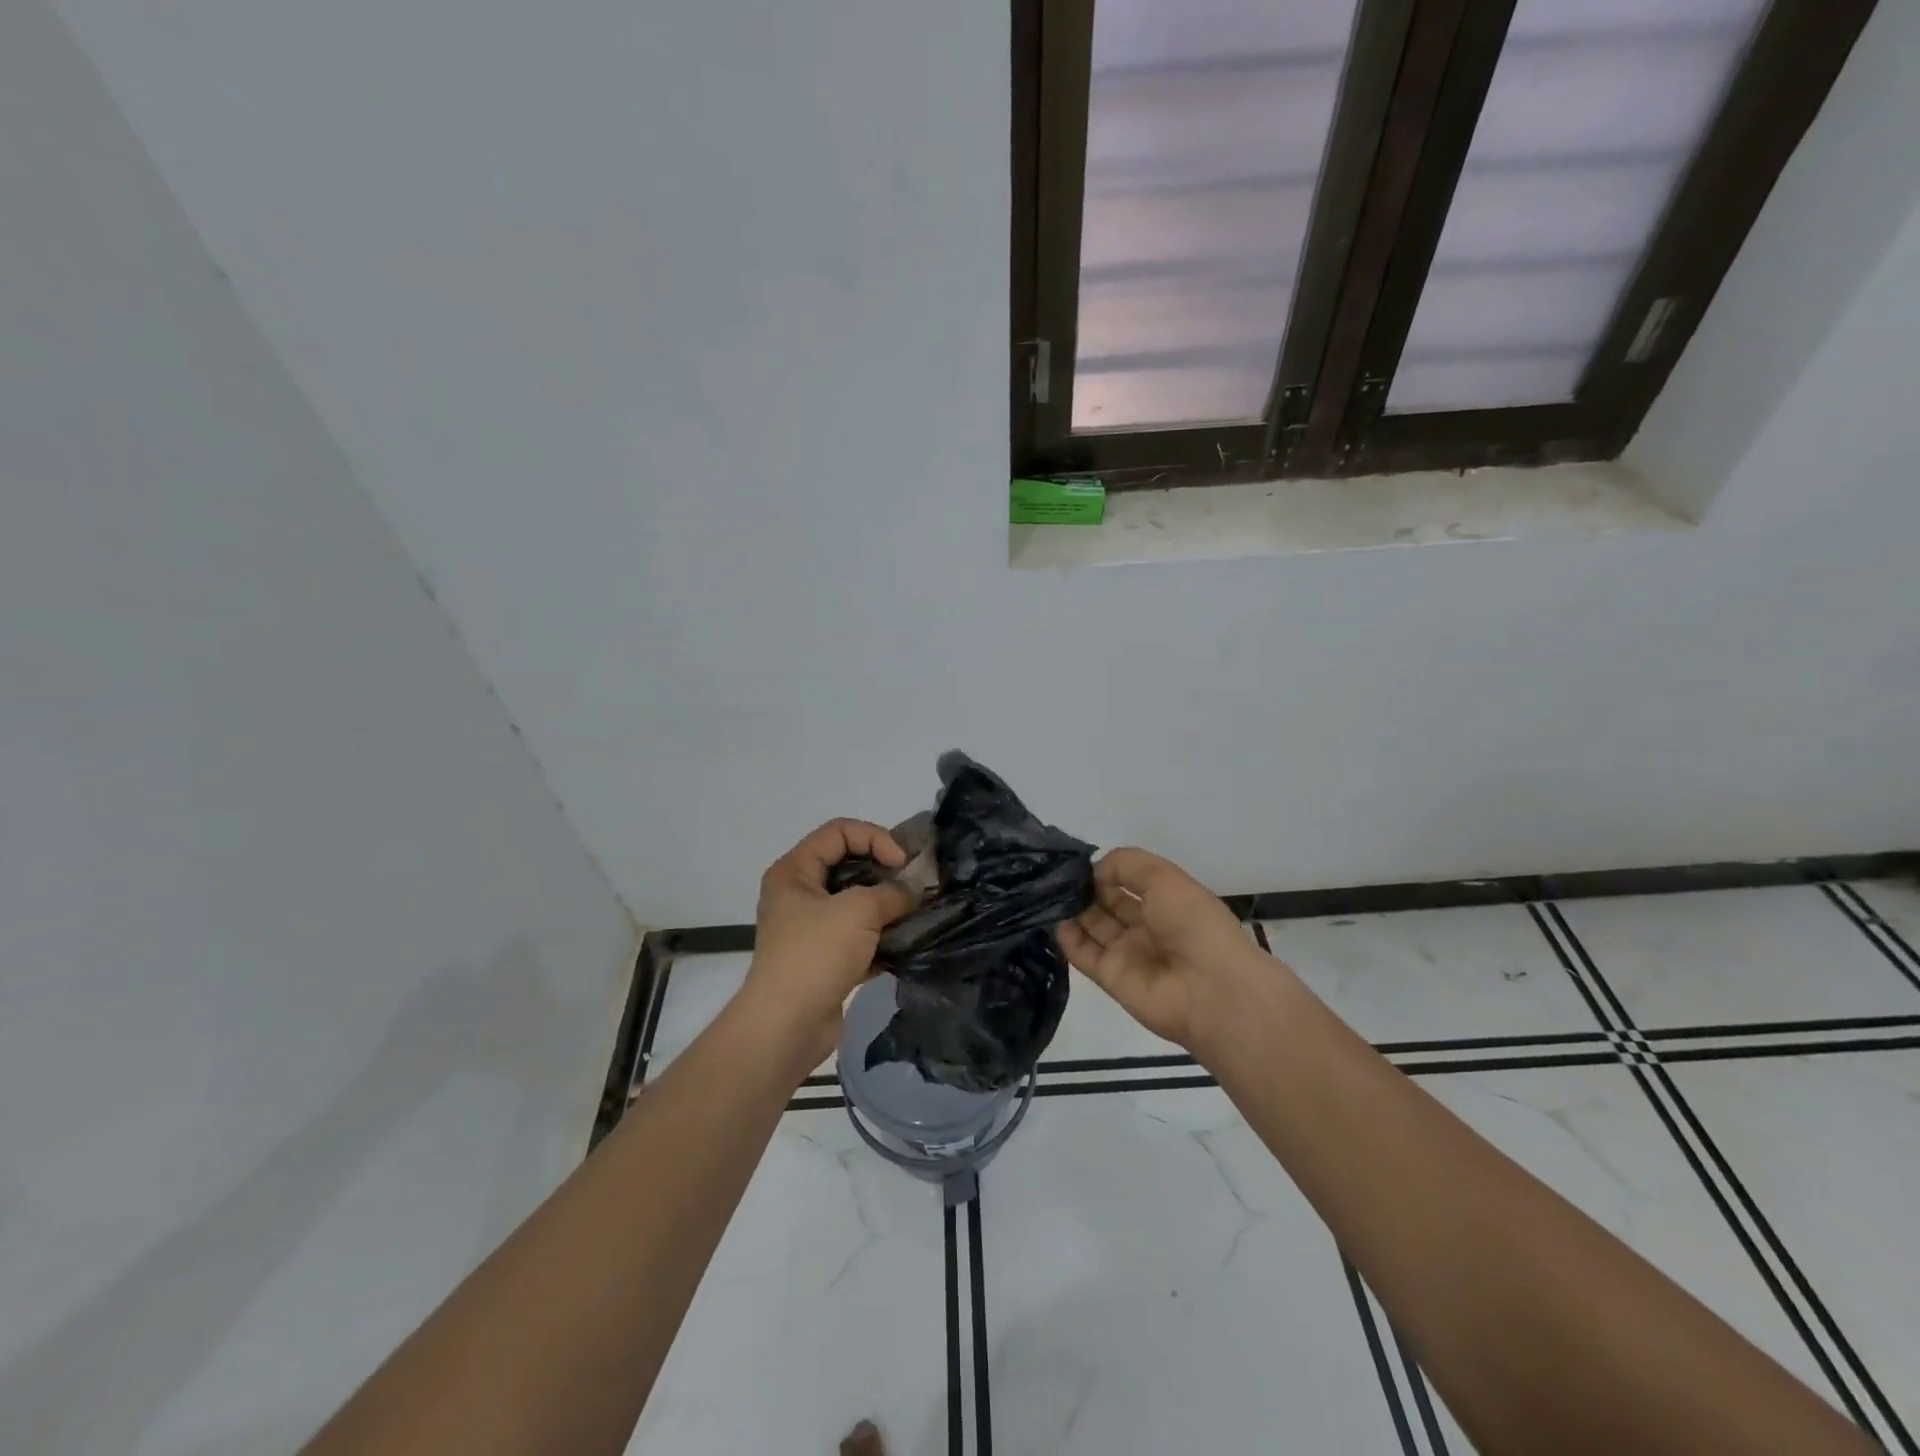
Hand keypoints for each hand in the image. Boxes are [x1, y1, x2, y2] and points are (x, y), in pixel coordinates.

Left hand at [744, 819, 918, 1067]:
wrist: (786, 1026)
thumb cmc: (815, 955)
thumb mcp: (858, 911)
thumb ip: (893, 892)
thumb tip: (915, 891)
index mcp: (794, 871)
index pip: (840, 831)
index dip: (875, 838)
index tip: (902, 864)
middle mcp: (800, 894)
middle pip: (849, 864)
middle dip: (885, 871)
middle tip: (917, 885)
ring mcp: (812, 928)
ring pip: (857, 902)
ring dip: (888, 906)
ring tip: (918, 912)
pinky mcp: (826, 958)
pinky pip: (860, 935)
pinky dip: (883, 936)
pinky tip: (907, 943)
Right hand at [1057, 848, 1255, 1050]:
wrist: (1209, 990)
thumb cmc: (1193, 924)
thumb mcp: (1164, 877)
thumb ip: (1125, 864)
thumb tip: (1093, 872)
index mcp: (1168, 901)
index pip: (1130, 880)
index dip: (1107, 869)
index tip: (1079, 860)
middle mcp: (1147, 926)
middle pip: (1108, 902)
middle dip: (1085, 887)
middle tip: (1055, 874)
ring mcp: (1128, 953)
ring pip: (1093, 926)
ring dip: (1073, 909)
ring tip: (1048, 892)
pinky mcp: (1111, 978)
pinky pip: (1084, 954)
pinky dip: (1067, 938)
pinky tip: (1055, 919)